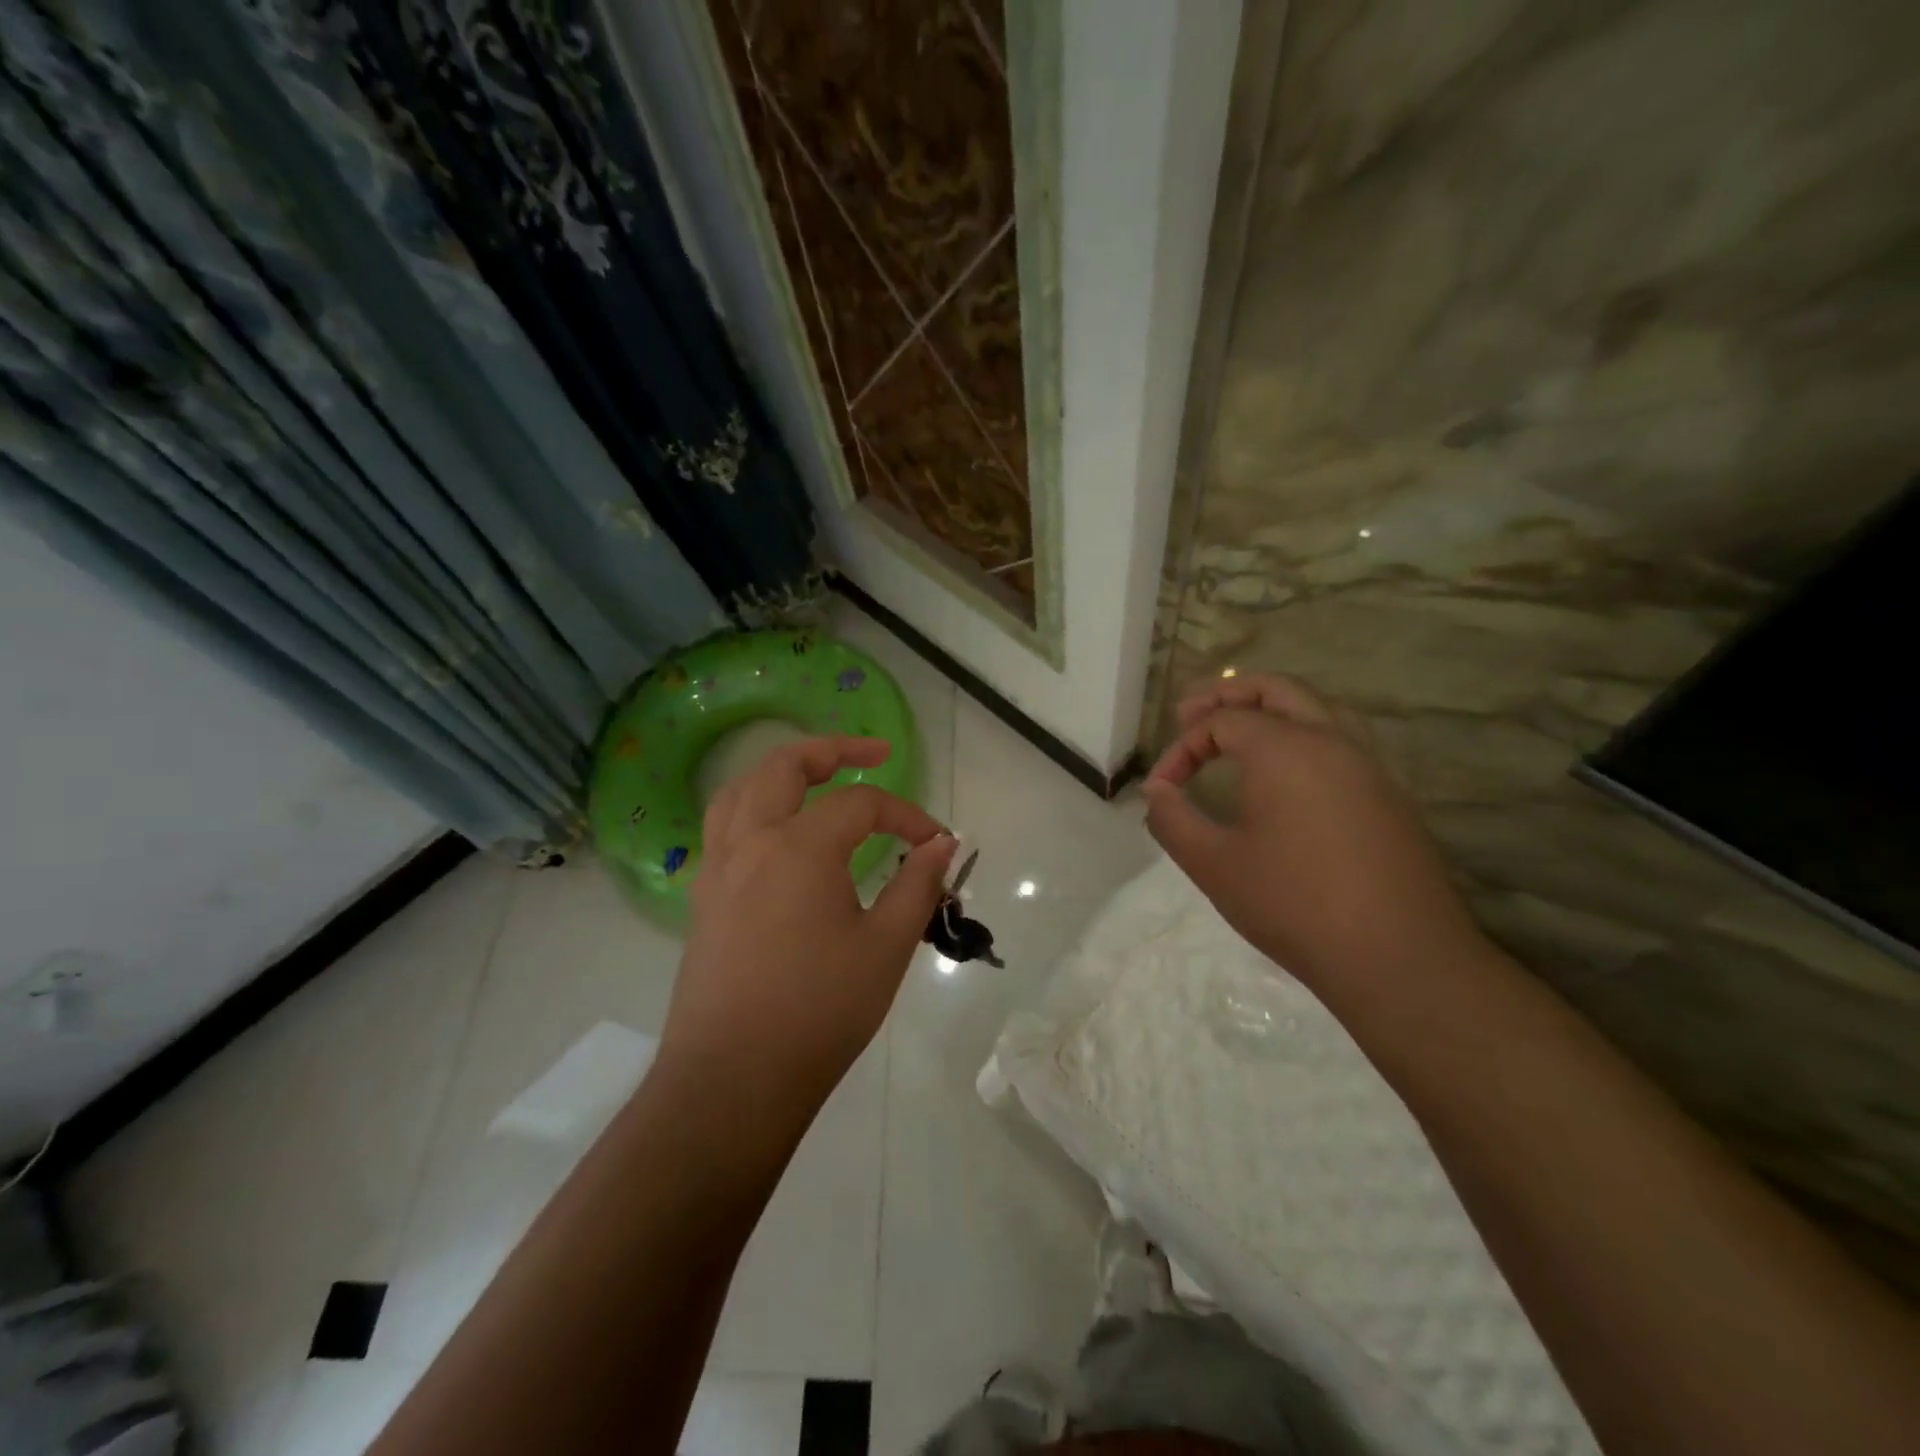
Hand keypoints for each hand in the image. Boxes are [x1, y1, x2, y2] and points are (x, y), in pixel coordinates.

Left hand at [661, 736, 956, 1113]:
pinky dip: (755, 806)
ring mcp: (718, 868)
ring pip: (743, 789)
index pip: (860, 805)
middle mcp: (751, 841)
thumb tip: (943, 845)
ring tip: (817, 775)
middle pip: (785, 766)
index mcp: (799, 847)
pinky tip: (778, 834)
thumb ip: (917, 885)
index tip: (937, 843)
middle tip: (874, 752)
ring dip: (783, 770)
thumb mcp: (886, 946)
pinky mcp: (702, 898)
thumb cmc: (819, 1011)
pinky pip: (725, 827)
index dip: (906, 815)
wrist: (732, 1081)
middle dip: (834, 749)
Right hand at [1143, 675, 1486, 992]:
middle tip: (1190, 714)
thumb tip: (1158, 792)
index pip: (1222, 721)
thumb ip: (1173, 819)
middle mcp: (1332, 740)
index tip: (1162, 789)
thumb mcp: (1213, 864)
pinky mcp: (1390, 794)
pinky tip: (1290, 772)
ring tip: (1241, 729)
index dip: (1182, 748)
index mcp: (1285, 749)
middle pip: (1276, 689)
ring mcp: (1369, 765)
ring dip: (1272, 707)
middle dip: (1227, 696)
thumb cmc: (1294, 905)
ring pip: (1318, 706)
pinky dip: (1305, 732)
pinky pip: (1342, 738)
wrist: (1398, 957)